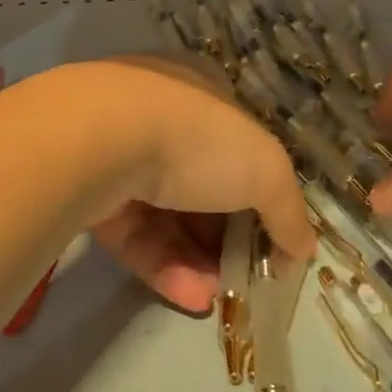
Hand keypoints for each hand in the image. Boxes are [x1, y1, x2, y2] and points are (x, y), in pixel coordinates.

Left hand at [81, 55, 314, 311]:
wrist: (101, 140)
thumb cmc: (197, 139)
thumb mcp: (265, 168)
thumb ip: (288, 209)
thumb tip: (302, 248)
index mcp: (200, 92)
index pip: (236, 142)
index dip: (257, 189)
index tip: (271, 235)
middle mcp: (157, 115)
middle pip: (200, 182)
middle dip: (224, 234)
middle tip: (244, 276)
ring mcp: (118, 152)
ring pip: (164, 213)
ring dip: (195, 258)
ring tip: (217, 298)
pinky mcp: (89, 190)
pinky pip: (134, 232)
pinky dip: (163, 264)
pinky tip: (191, 300)